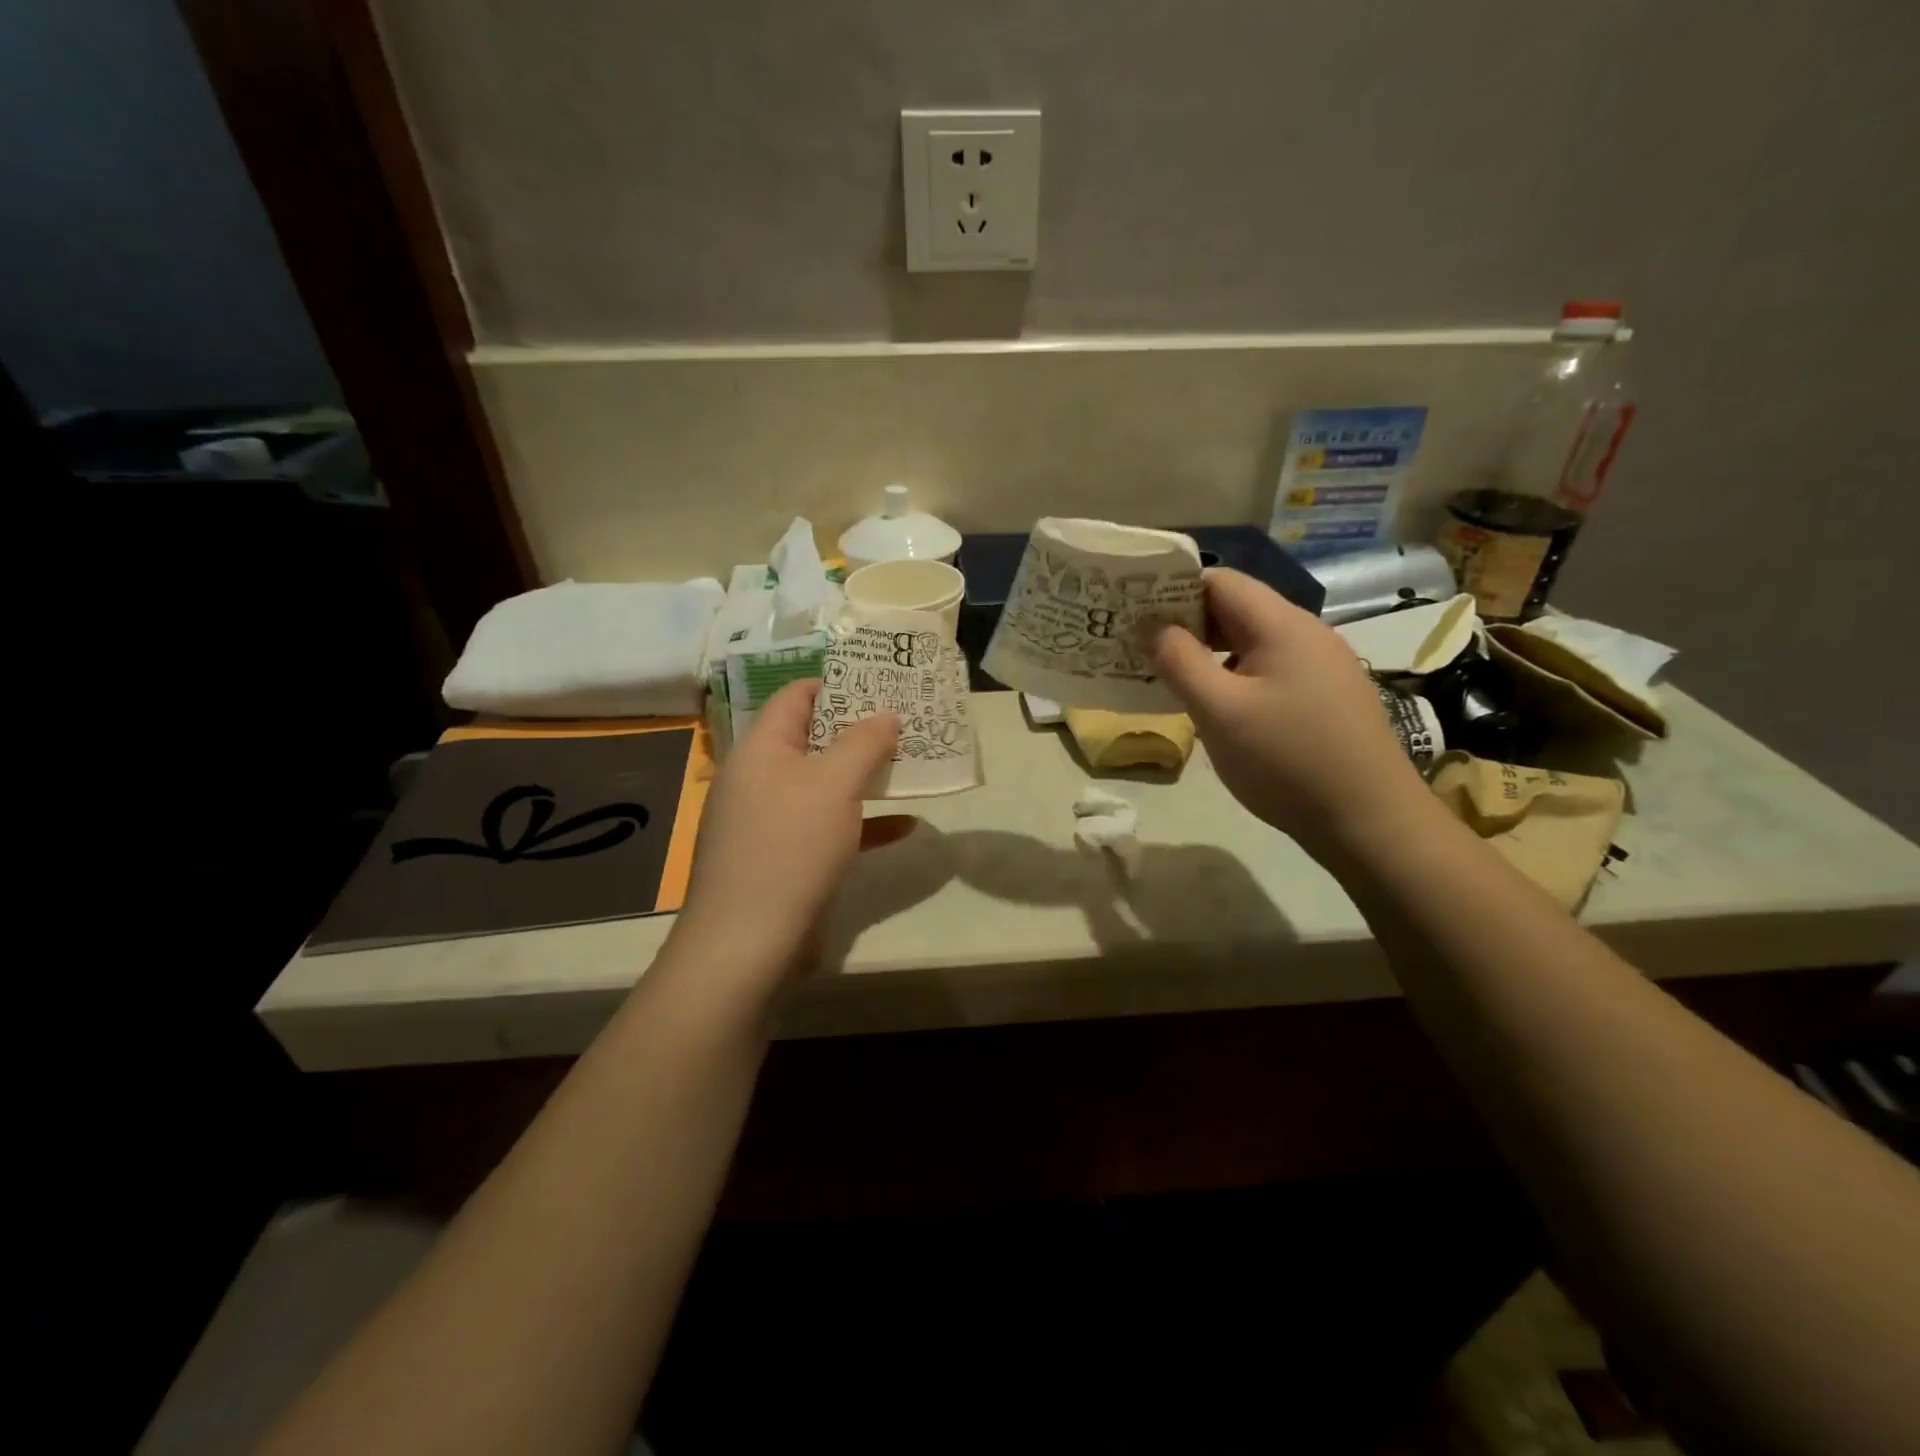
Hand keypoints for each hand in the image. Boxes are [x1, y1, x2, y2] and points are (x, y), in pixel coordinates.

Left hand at [674, 680, 897, 978]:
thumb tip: (886, 714)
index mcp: (762, 749)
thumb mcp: (835, 784)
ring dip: (865, 777)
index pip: (797, 696)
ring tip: (911, 765)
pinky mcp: (785, 859)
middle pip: (813, 740)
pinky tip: (905, 827)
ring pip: (824, 786)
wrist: (748, 943)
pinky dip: (863, 823)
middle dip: (860, 732)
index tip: (883, 685)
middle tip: (907, 723)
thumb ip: (864, 742)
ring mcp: (771, 822)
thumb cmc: (791, 846)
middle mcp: (761, 779)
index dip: (838, 684)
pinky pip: (828, 828)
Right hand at [1148, 568, 1429, 853]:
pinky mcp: (1326, 697)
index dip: (1173, 589)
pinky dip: (1235, 677)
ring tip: (1169, 677)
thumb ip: (1180, 662)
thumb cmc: (1287, 760)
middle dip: (1186, 623)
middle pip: (1236, 609)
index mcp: (1282, 625)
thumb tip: (1152, 626)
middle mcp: (1307, 634)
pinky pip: (1270, 670)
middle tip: (1141, 648)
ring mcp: (1322, 666)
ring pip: (1252, 643)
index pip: (1220, 581)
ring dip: (1209, 653)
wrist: (1371, 821)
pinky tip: (1216, 707)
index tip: (1134, 612)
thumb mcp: (1220, 712)